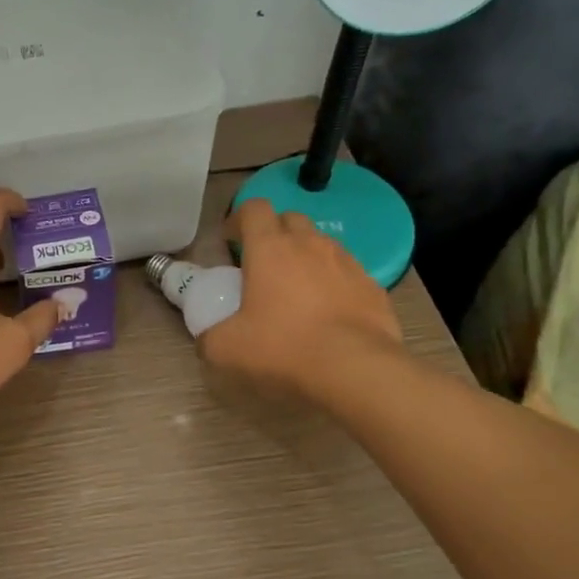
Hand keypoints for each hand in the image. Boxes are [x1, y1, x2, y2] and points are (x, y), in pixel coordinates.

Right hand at [198, 199, 402, 397]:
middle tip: (262, 265)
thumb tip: (205, 340)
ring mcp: (346, 262)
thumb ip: (209, 337)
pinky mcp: (373, 286)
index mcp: (270, 248)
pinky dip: (334, 282)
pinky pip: (347, 272)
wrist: (357, 371)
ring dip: (305, 257)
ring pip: (321, 244)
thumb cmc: (284, 348)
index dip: (239, 219)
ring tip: (297, 290)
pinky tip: (329, 312)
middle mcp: (310, 244)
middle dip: (274, 233)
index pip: (254, 208)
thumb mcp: (227, 349)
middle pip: (290, 219)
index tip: (230, 242)